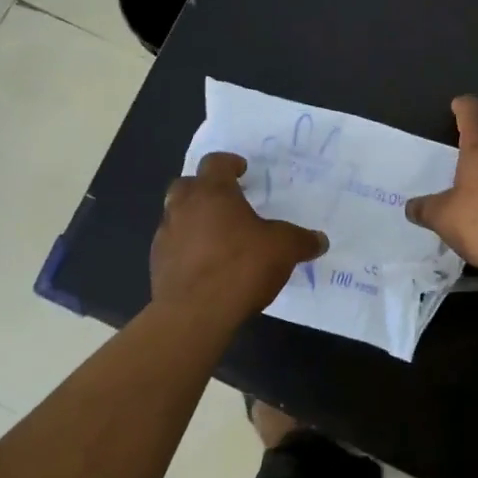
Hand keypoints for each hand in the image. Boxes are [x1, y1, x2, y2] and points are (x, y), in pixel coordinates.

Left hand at [151, 152, 327, 319]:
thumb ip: (301, 240)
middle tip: (226, 201)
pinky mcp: (157, 266)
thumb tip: (320, 240)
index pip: (215, 163)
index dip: (229, 163)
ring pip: (176, 216)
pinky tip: (206, 266)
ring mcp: (166, 237)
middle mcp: (183, 208)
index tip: (242, 170)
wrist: (194, 315)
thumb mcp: (283, 249)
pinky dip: (187, 249)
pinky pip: (173, 247)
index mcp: (212, 193)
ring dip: (193, 219)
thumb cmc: (240, 267)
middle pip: (187, 185)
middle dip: (204, 189)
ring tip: (218, 236)